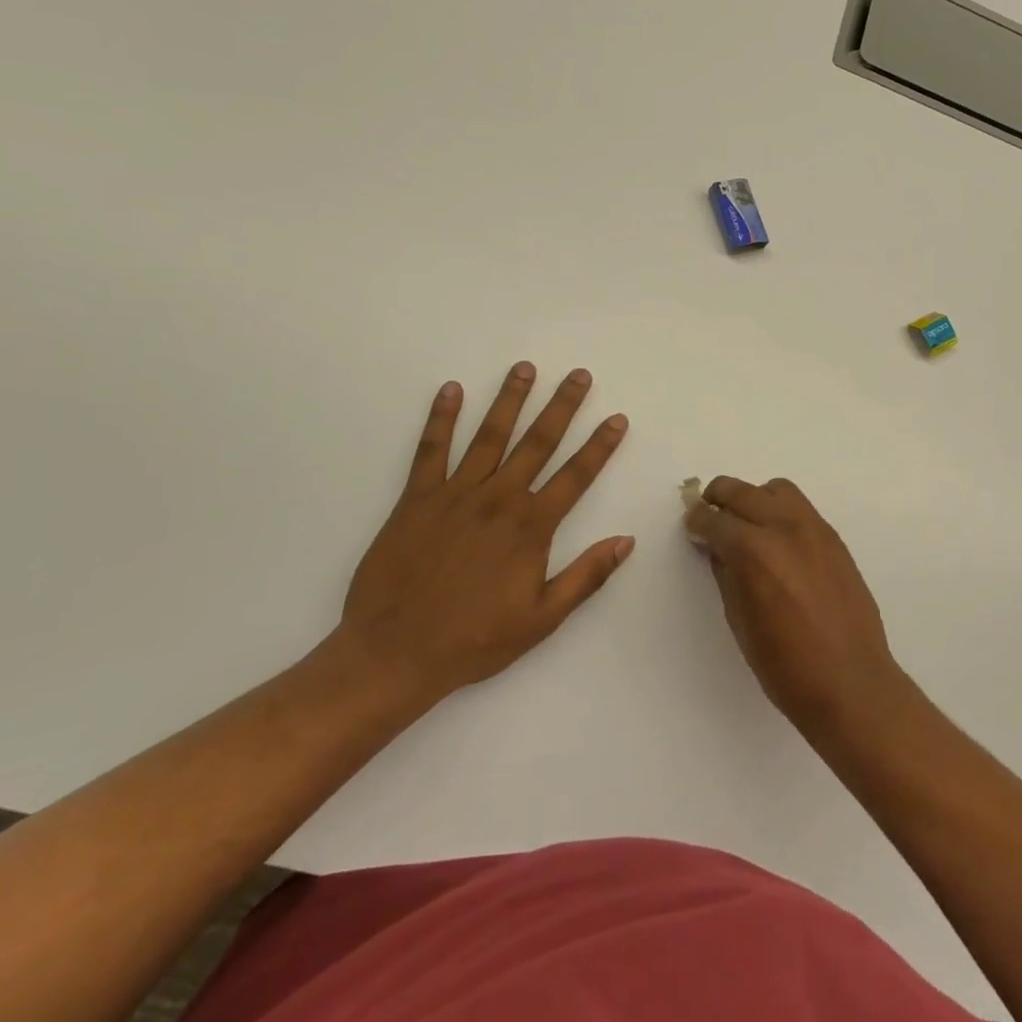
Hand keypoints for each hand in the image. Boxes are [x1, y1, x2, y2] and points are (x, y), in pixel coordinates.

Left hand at [332, 362, 631, 707]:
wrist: (395, 653)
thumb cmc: (474, 640)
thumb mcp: (542, 619)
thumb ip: (586, 576)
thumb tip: (626, 541)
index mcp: (530, 527)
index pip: (575, 476)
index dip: (600, 446)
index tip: (616, 419)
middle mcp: (498, 499)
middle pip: (537, 442)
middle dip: (561, 406)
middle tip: (578, 375)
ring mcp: (455, 494)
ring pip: (489, 435)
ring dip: (509, 400)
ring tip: (524, 368)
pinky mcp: (416, 498)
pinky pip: (431, 450)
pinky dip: (441, 418)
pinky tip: (451, 390)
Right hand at [685, 477, 906, 732]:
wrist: (851, 682)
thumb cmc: (785, 665)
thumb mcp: (740, 620)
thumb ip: (726, 574)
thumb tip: (717, 548)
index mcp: (754, 551)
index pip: (714, 521)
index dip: (697, 522)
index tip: (691, 525)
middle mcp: (784, 528)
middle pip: (742, 492)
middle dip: (719, 498)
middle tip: (709, 514)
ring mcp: (814, 530)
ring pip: (777, 490)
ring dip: (754, 498)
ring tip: (747, 523)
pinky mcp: (834, 539)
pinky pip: (801, 509)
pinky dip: (781, 512)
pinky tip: (777, 541)